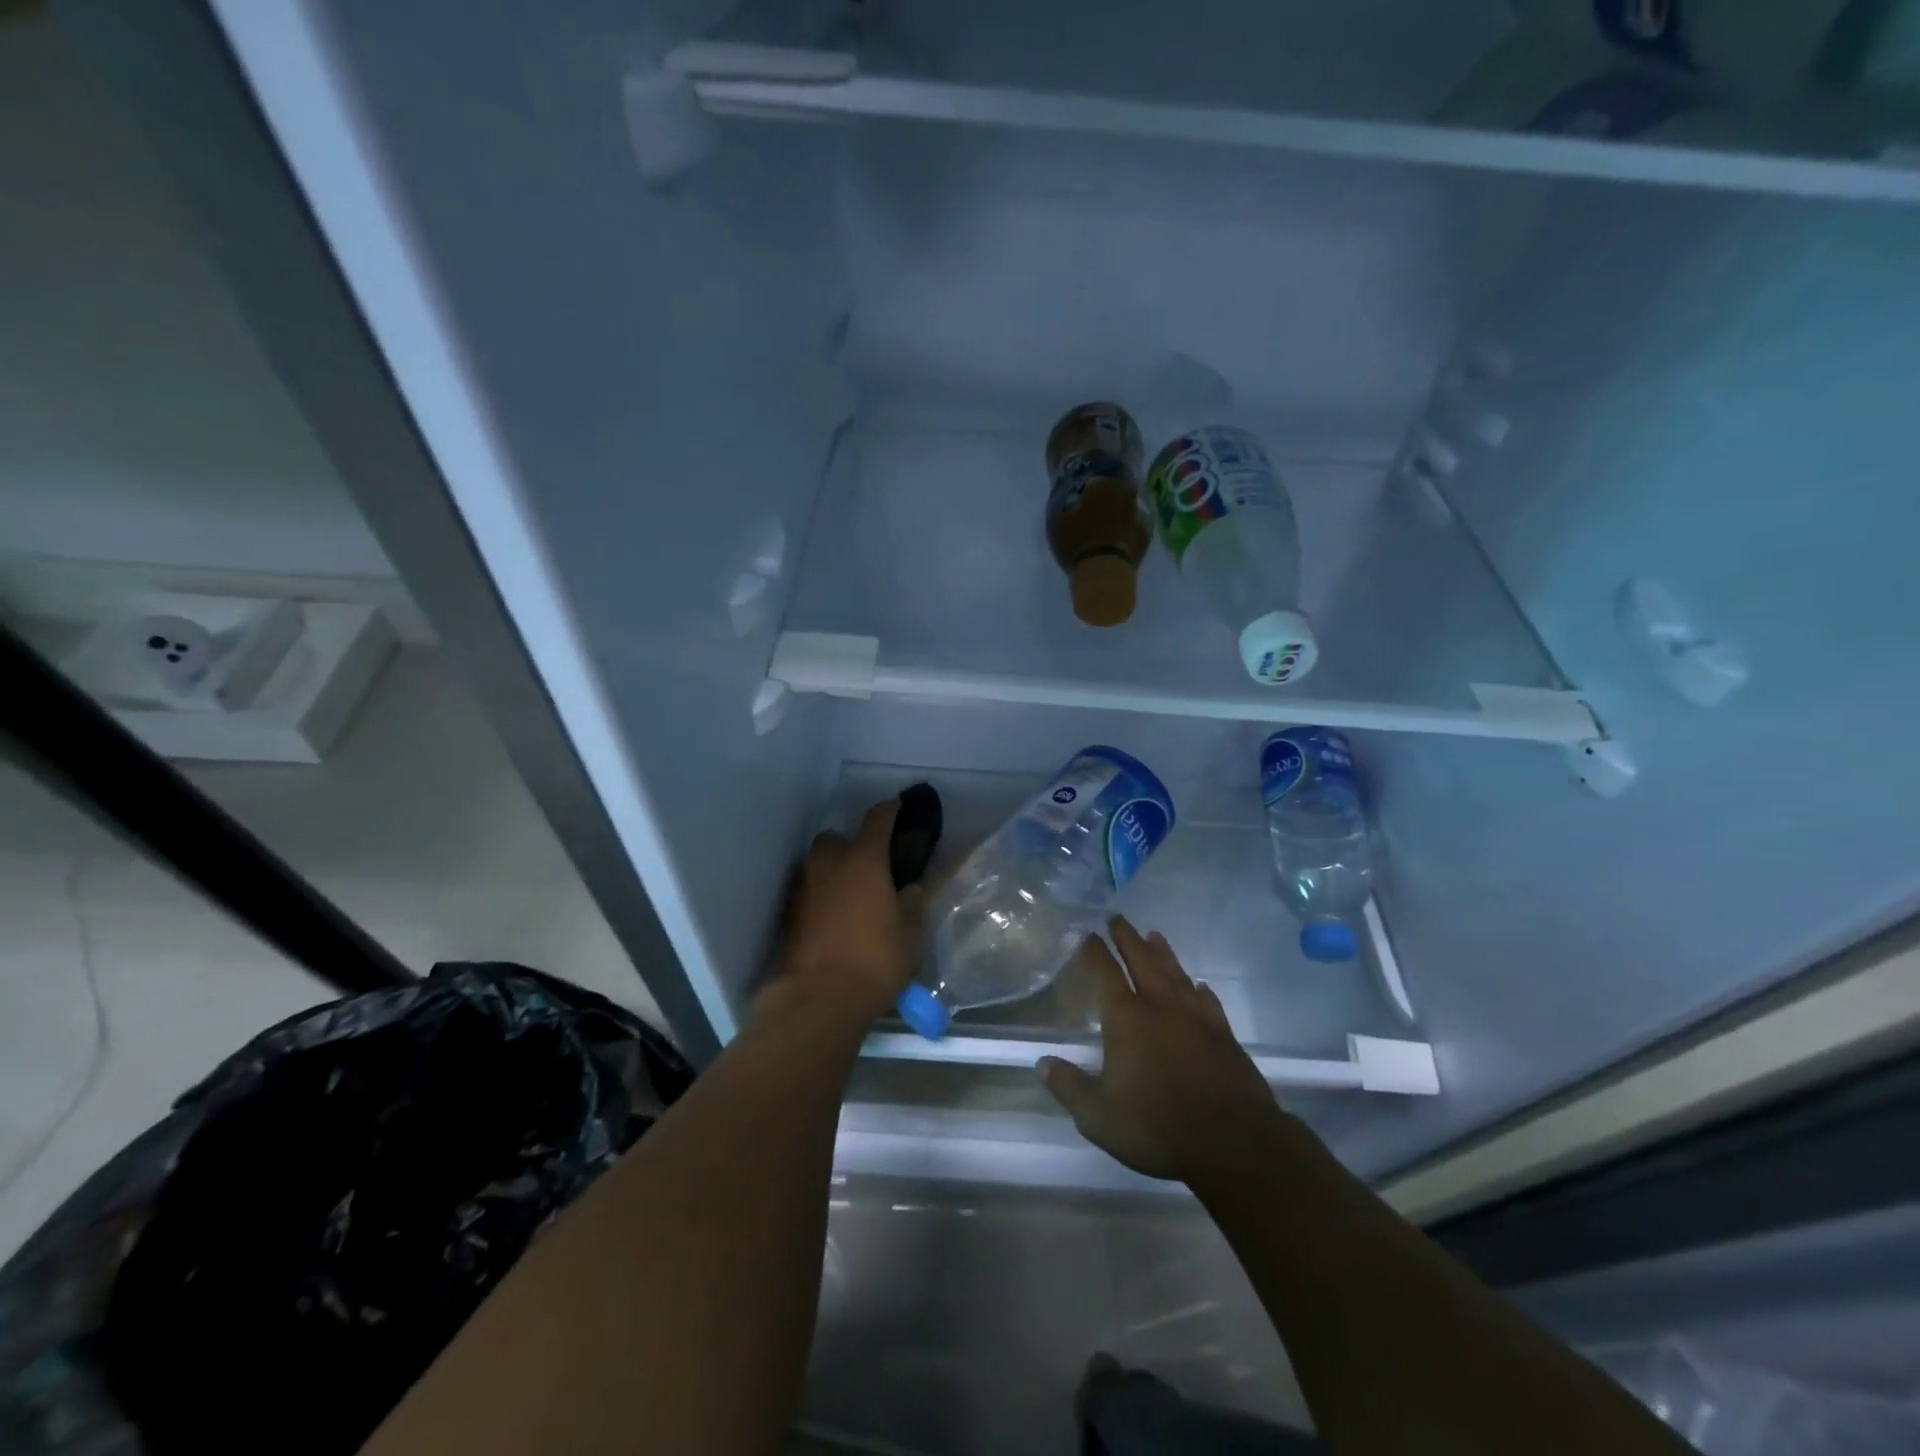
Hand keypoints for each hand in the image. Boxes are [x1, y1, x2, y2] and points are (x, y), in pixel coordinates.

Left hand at [765, 797, 920, 1024]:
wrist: (819, 999)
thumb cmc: (875, 960)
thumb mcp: (910, 933)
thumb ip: (913, 903)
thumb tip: (911, 888)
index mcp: (864, 860)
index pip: (878, 819)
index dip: (890, 810)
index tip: (899, 807)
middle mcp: (829, 864)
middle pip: (836, 838)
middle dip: (851, 845)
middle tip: (869, 866)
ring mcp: (803, 888)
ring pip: (818, 865)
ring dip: (832, 871)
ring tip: (851, 895)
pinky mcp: (788, 915)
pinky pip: (808, 892)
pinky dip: (820, 897)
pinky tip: (834, 919)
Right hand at [1040, 917, 1282, 1183]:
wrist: (1232, 1141)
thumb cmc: (1157, 1126)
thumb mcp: (1098, 1116)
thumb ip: (1069, 1087)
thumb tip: (1042, 1063)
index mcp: (1126, 1019)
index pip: (1105, 973)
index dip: (1093, 951)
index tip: (1086, 933)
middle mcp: (1160, 1007)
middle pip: (1142, 961)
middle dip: (1127, 938)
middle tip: (1118, 917)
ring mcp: (1196, 1018)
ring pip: (1176, 974)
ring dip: (1163, 953)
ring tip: (1155, 936)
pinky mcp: (1224, 1035)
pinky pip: (1208, 1002)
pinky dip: (1200, 990)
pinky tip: (1199, 986)